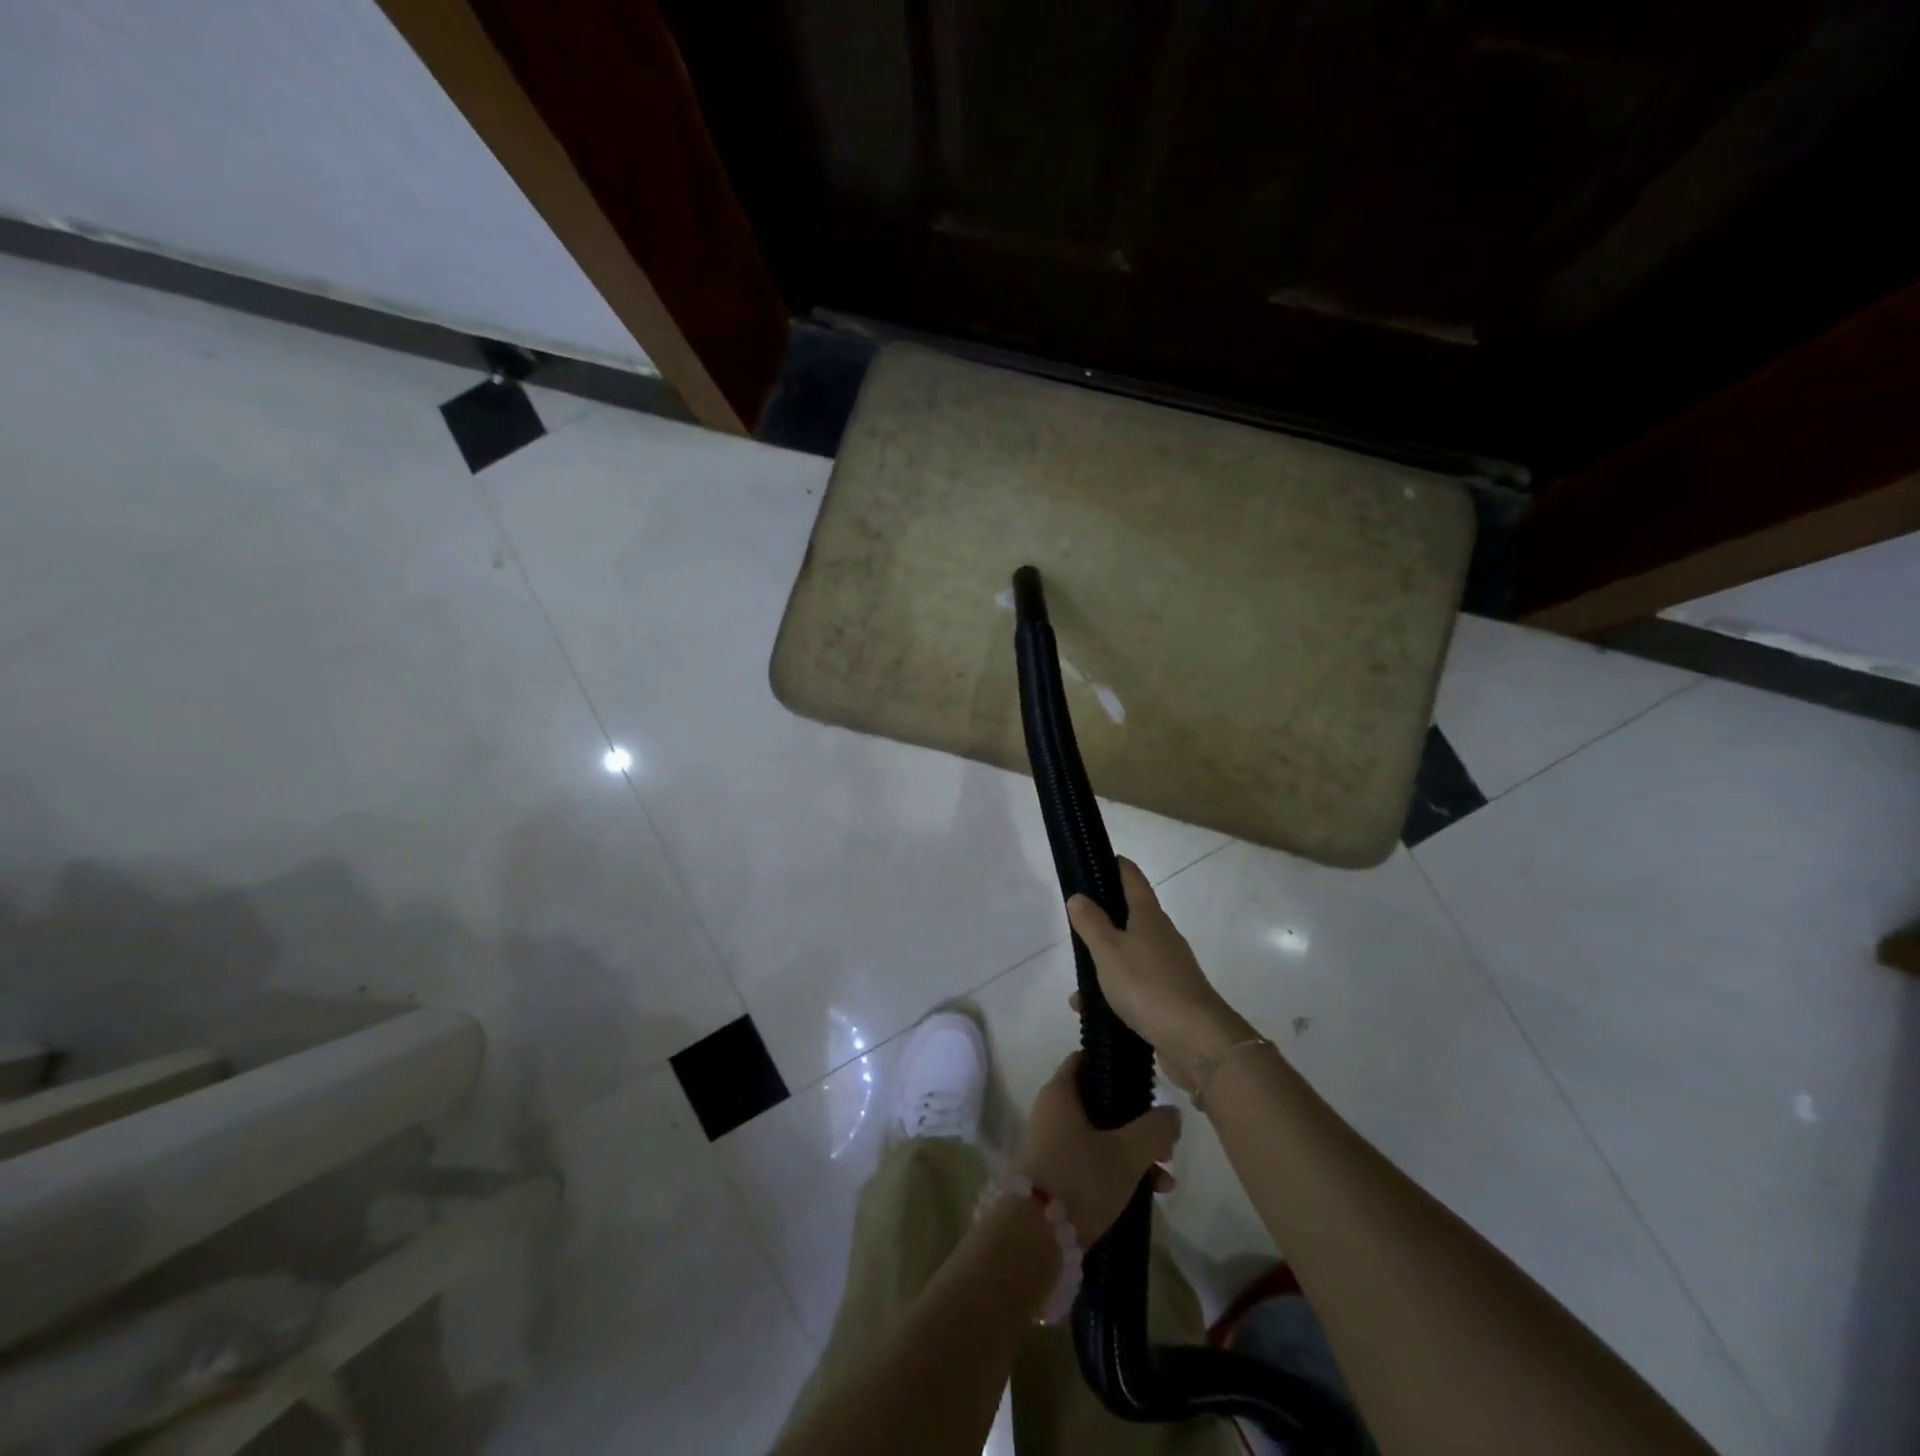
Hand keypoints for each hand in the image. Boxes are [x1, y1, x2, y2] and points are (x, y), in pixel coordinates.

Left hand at [1016, 1053, 1179, 1244]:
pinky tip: (1149, 1196)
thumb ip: (1154, 1129)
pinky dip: (1117, 1173)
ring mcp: (1051, 1147)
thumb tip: (1172, 1112)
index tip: (1145, 1082)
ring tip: (1166, 1178)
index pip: (1086, 1060)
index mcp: (1060, 1092)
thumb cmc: (1079, 1178)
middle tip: (1164, 1140)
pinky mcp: (1055, 1178)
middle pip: (1099, 1104)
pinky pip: (1091, 1165)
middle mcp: (1051, 1113)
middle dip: (1135, 1122)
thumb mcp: (1126, 1152)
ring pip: (1099, 1137)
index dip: (1115, 1066)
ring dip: (1132, 1153)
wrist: (1035, 1238)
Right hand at [1067, 858, 1254, 1092]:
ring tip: (1077, 987)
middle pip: (1130, 916)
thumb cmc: (1148, 986)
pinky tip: (1094, 1013)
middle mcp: (1162, 936)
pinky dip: (1114, 993)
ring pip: (1129, 955)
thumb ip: (1091, 923)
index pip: (1131, 876)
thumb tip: (1079, 896)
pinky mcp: (1170, 997)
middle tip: (1074, 926)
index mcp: (1149, 916)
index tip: (1093, 860)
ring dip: (1104, 964)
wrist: (1198, 1041)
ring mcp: (1169, 967)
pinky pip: (1135, 986)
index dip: (1113, 864)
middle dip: (1102, 919)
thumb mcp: (1109, 951)